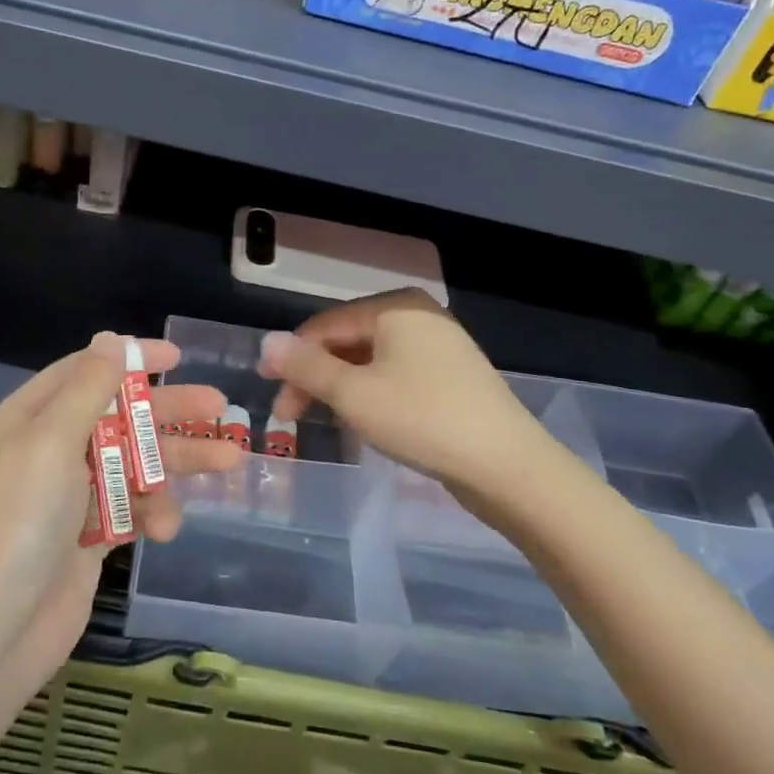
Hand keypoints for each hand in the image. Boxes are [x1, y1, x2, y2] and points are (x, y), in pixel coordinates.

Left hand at [0, 333, 239, 682]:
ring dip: (177, 463)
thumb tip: (110, 339)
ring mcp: (72, 495)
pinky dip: (153, 512)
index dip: (132, 359)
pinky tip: (167, 528)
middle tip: (220, 407)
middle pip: (121, 416)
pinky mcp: (91, 536)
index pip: (87, 371)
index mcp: (33, 417)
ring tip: (230, 462)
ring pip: (136, 463)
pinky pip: (132, 508)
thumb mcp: (51, 441)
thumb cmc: (20, 521)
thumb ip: (87, 388)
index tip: (178, 357)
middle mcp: (52, 449)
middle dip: (169, 412)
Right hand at [259, 289, 559, 517]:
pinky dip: (370, 394)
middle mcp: (418, 316)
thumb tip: (267, 342)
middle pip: (348, 341)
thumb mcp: (353, 393)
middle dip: (315, 376)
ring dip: (339, 388)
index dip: (290, 356)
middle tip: (289, 415)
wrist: (507, 466)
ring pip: (371, 361)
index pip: (325, 325)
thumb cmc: (422, 419)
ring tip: (322, 421)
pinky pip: (395, 375)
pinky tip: (361, 420)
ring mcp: (439, 346)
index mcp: (395, 307)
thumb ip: (305, 366)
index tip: (267, 390)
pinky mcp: (452, 377)